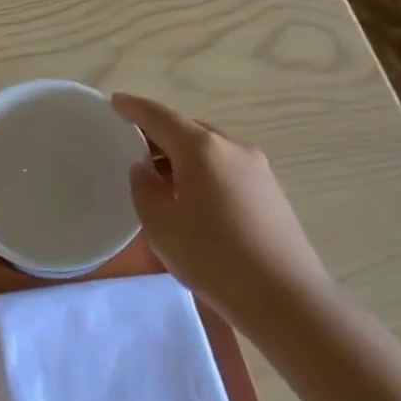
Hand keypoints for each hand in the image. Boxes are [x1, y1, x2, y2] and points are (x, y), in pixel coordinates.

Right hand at [112, 93, 331, 323]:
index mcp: (201, 148)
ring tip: (162, 177)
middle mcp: (232, 147)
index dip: (134, 108)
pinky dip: (204, 171)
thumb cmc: (212, 257)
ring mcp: (258, 168)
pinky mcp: (271, 191)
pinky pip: (227, 167)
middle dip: (159, 134)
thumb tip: (146, 169)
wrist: (285, 298)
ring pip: (210, 149)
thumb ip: (144, 189)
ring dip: (183, 155)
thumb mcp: (161, 225)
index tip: (115, 102)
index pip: (160, 116)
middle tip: (134, 147)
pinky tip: (195, 197)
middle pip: (188, 129)